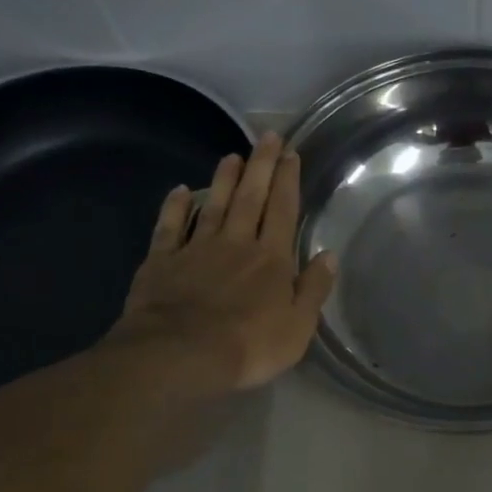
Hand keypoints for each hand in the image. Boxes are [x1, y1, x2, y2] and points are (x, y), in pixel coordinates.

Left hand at [106, 132, 335, 394]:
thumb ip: (314, 289)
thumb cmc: (248, 346)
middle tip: (267, 137)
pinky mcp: (162, 262)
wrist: (180, 355)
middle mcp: (236, 244)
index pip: (283, 211)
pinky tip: (179, 190)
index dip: (288, 181)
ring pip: (213, 205)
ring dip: (223, 179)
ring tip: (232, 156)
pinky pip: (170, 227)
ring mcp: (196, 249)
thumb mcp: (298, 326)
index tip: (292, 154)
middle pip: (250, 198)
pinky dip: (175, 207)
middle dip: (261, 166)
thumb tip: (329, 256)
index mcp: (271, 259)